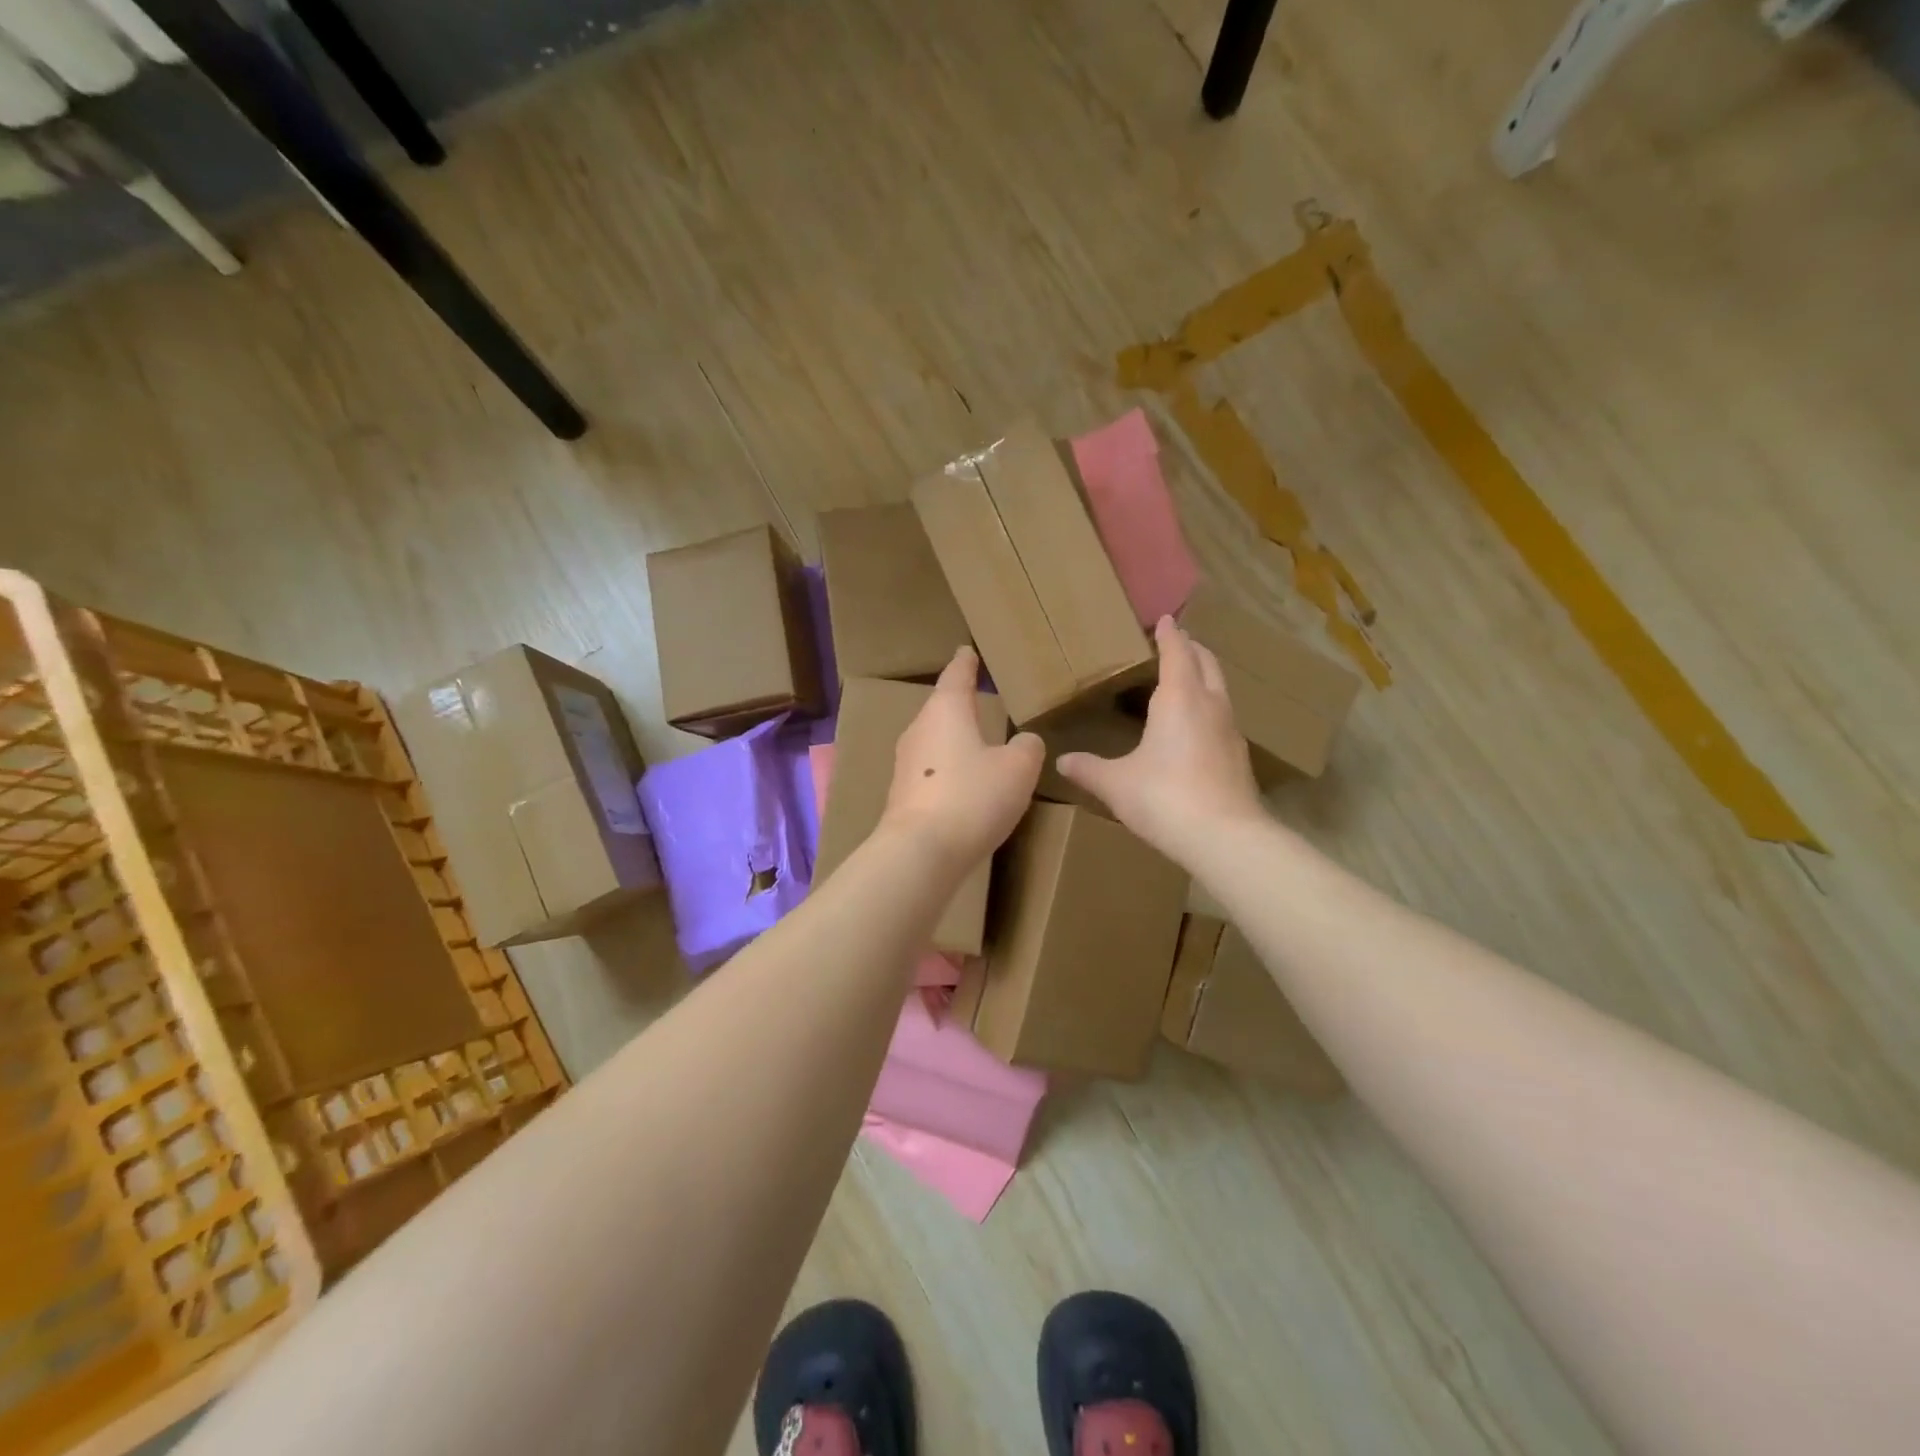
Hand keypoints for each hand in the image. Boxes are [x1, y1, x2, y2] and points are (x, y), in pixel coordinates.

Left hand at [880, 646, 1043, 869]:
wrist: (921, 851)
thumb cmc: (973, 797)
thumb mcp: (1018, 769)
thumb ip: (1027, 748)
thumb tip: (1025, 742)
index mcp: (946, 711)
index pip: (956, 676)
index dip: (965, 663)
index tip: (966, 651)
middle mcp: (919, 730)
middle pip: (940, 709)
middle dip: (958, 704)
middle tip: (976, 699)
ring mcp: (905, 764)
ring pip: (933, 741)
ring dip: (952, 740)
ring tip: (974, 743)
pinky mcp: (902, 795)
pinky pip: (929, 771)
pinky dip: (947, 771)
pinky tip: (962, 786)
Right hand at [1057, 616, 1265, 865]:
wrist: (1224, 837)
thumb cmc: (1164, 798)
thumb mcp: (1116, 783)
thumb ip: (1089, 769)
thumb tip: (1061, 760)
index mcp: (1179, 699)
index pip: (1177, 653)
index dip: (1170, 635)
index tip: (1165, 620)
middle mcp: (1210, 706)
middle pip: (1207, 664)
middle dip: (1193, 649)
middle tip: (1178, 642)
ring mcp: (1230, 731)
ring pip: (1220, 690)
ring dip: (1205, 677)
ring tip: (1187, 678)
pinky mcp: (1239, 757)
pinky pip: (1223, 717)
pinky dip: (1210, 707)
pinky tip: (1197, 727)